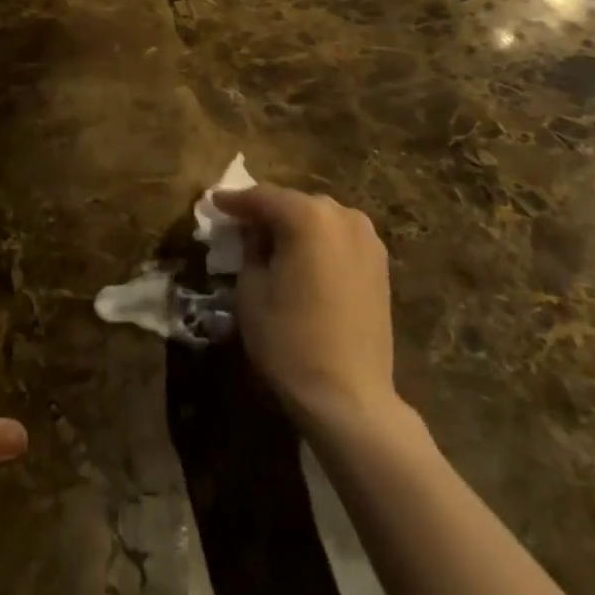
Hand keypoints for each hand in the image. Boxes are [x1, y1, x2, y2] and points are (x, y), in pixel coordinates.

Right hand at [213, 184, 398, 433]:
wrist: (348, 396)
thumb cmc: (288, 340)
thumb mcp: (251, 289)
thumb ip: (249, 248)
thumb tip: (252, 231)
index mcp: (307, 217)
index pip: (262, 197)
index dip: (234, 201)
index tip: (215, 204)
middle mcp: (342, 216)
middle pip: (294, 203)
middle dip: (266, 211)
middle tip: (241, 225)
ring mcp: (367, 239)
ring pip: (320, 218)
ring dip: (295, 224)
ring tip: (272, 242)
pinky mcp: (380, 264)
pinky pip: (339, 237)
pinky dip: (318, 240)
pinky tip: (303, 258)